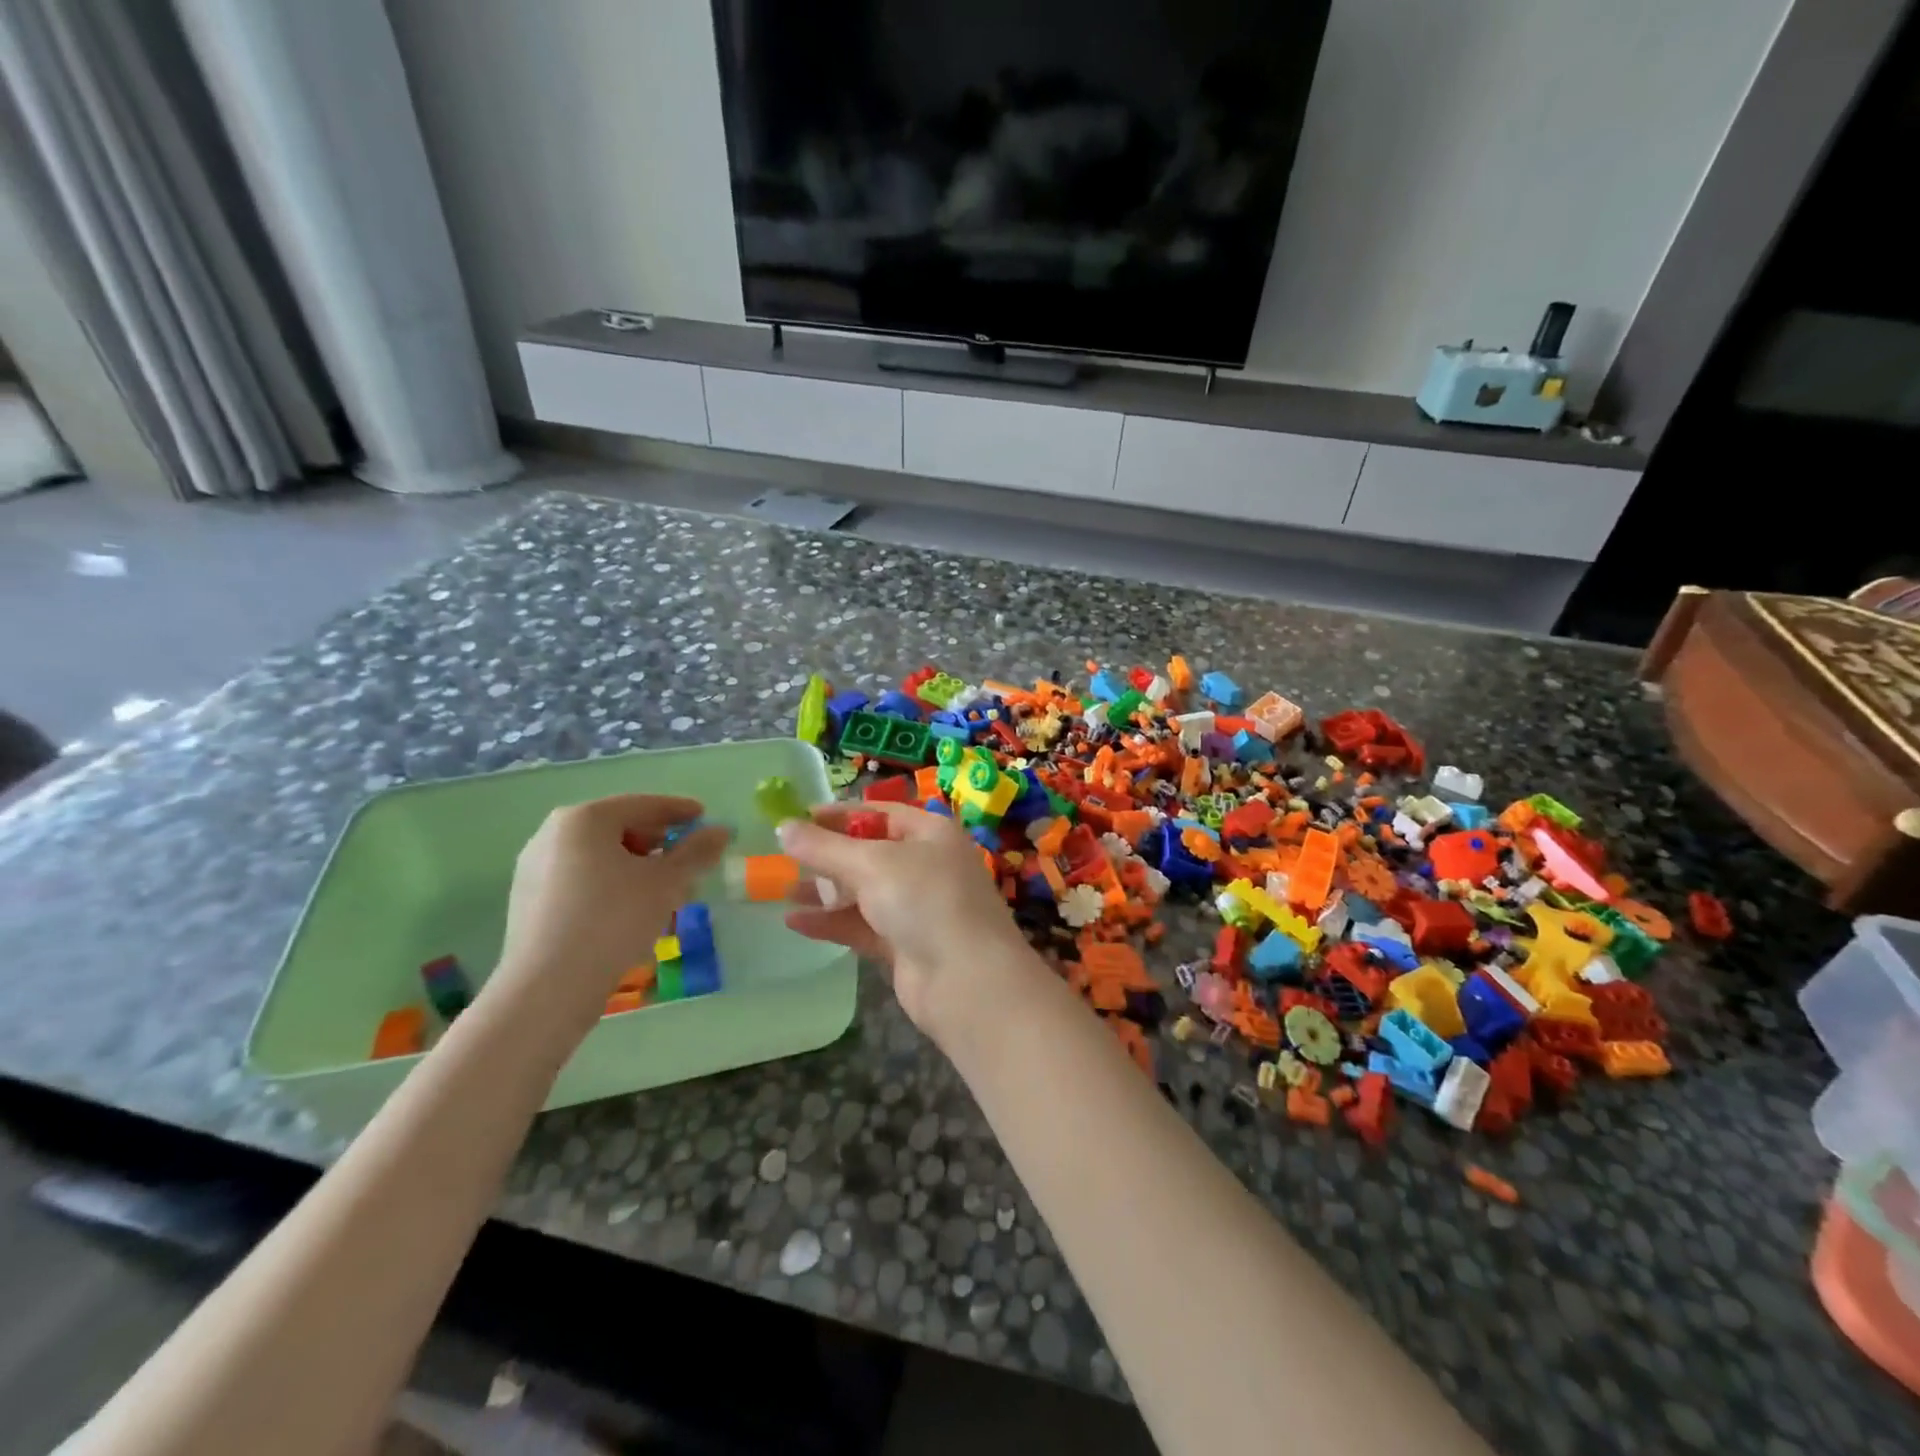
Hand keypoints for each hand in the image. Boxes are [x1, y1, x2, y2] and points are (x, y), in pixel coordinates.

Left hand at [493, 795, 728, 1028]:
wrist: (548, 987)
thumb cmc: (614, 920)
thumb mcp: (667, 883)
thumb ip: (697, 851)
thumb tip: (720, 831)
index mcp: (584, 819)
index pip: (643, 805)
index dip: (680, 811)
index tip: (705, 819)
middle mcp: (553, 833)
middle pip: (619, 828)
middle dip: (658, 843)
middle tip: (687, 860)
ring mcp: (535, 867)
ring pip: (599, 856)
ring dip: (636, 866)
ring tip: (664, 891)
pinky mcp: (528, 900)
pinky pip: (580, 878)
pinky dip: (610, 884)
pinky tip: (630, 910)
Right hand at [777, 803, 1038, 1046]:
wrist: (967, 981)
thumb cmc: (925, 901)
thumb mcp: (872, 864)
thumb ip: (824, 847)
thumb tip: (784, 826)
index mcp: (930, 832)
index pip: (878, 813)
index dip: (838, 815)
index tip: (795, 819)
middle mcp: (926, 864)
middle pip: (868, 852)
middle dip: (826, 855)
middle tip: (781, 856)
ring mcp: (916, 906)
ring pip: (862, 891)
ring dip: (824, 890)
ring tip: (779, 889)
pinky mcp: (904, 943)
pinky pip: (861, 925)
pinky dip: (831, 922)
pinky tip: (794, 922)